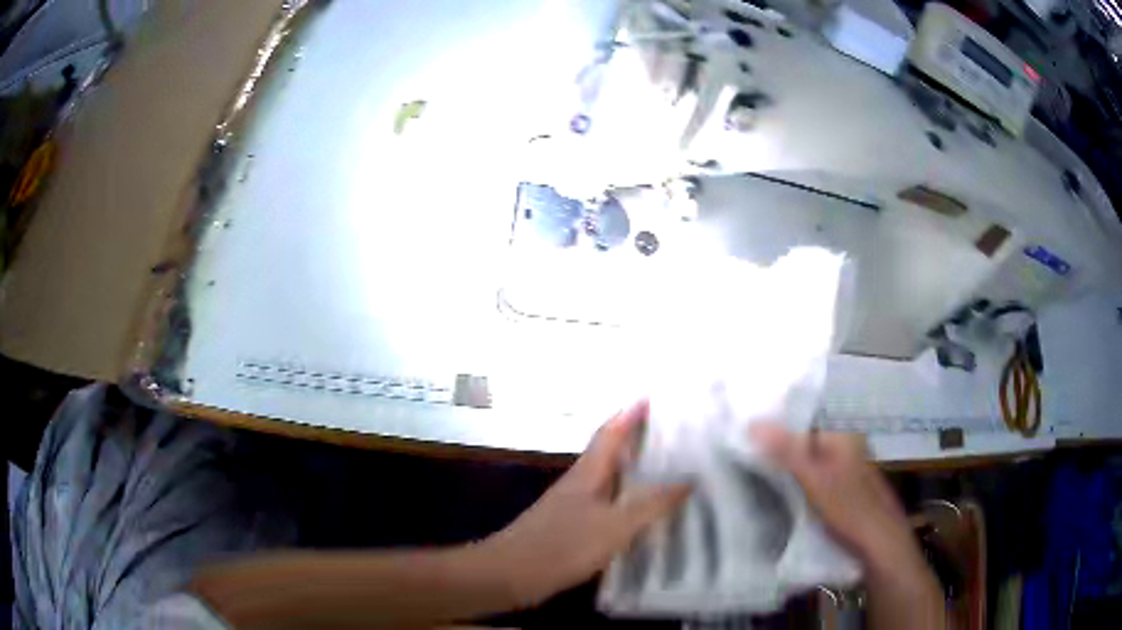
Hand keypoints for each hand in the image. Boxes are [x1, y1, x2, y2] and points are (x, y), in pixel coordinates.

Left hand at [483, 401, 690, 606]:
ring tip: (670, 474)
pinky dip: (628, 504)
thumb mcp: (613, 526)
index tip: (653, 397)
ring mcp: (573, 508)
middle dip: (638, 441)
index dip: (630, 414)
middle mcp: (580, 484)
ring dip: (636, 473)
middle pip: (611, 454)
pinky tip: (644, 518)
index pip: (610, 433)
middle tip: (676, 438)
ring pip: (611, 482)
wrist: (510, 575)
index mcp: (588, 473)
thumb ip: (649, 505)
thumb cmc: (561, 546)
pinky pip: (608, 508)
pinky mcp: (571, 530)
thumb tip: (687, 480)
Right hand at [749, 424, 918, 572]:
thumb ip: (786, 450)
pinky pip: (815, 473)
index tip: (745, 431)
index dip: (775, 423)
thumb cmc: (849, 507)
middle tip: (743, 450)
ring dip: (786, 463)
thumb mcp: (814, 478)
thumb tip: (751, 422)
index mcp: (842, 434)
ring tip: (754, 467)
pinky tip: (782, 488)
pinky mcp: (843, 486)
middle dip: (778, 444)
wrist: (879, 542)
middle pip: (805, 438)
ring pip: (809, 457)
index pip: (803, 418)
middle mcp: (846, 444)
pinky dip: (798, 478)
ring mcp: (846, 466)